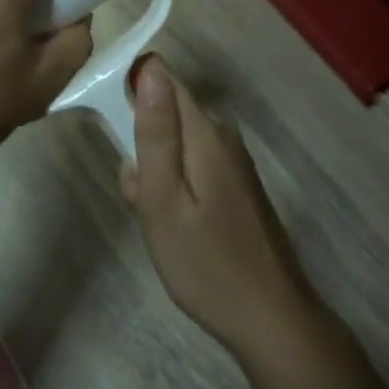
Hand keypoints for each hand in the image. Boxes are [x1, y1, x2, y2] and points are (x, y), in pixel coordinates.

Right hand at [121, 56, 315, 357]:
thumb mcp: (164, 200)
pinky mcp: (236, 181)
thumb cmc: (206, 263)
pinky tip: (177, 226)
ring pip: (176, 141)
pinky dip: (175, 185)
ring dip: (155, 170)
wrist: (272, 320)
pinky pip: (192, 162)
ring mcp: (233, 158)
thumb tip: (149, 68)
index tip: (116, 128)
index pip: (161, 74)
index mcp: (204, 130)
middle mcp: (222, 133)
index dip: (130, 86)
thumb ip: (154, 133)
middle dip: (140, 141)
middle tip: (138, 196)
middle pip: (166, 110)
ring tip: (157, 219)